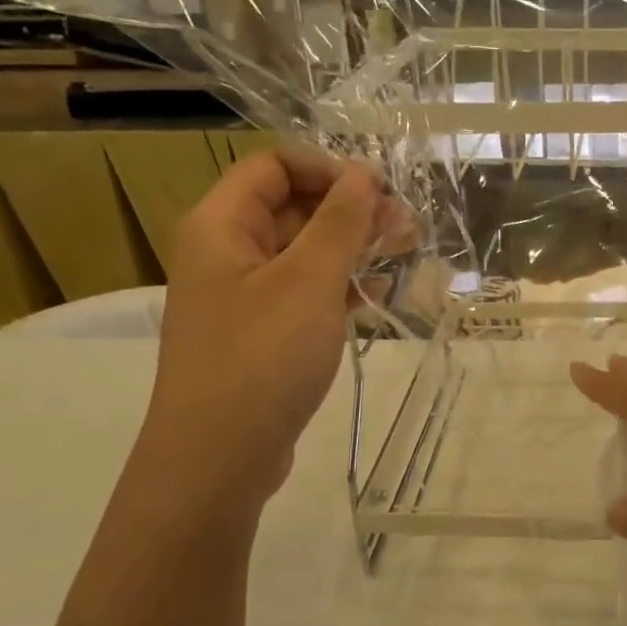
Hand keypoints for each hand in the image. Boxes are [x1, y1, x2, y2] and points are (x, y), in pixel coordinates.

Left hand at [145, 146, 412, 501]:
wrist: (218, 458)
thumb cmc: (261, 358)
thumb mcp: (308, 281)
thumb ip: (339, 222)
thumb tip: (363, 174)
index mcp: (222, 225)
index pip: (273, 166)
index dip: (328, 168)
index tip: (379, 191)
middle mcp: (227, 252)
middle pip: (292, 207)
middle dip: (351, 209)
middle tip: (408, 227)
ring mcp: (244, 295)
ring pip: (304, 251)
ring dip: (354, 246)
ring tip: (408, 252)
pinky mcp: (263, 333)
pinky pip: (306, 291)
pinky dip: (342, 284)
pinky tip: (380, 291)